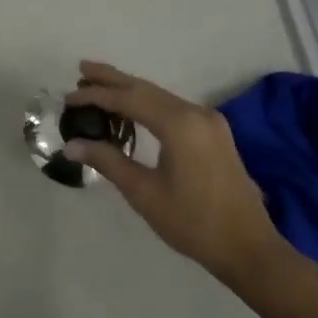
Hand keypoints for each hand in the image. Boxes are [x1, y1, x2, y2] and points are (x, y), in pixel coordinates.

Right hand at [64, 61, 297, 294]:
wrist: (248, 248)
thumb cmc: (193, 222)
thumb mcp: (144, 192)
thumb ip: (108, 161)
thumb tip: (72, 145)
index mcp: (179, 124)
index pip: (128, 99)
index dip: (96, 95)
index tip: (69, 97)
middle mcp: (196, 113)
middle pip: (146, 89)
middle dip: (112, 79)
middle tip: (81, 69)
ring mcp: (209, 122)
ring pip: (160, 97)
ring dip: (129, 91)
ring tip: (98, 86)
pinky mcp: (214, 134)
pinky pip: (173, 108)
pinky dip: (147, 104)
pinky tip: (131, 110)